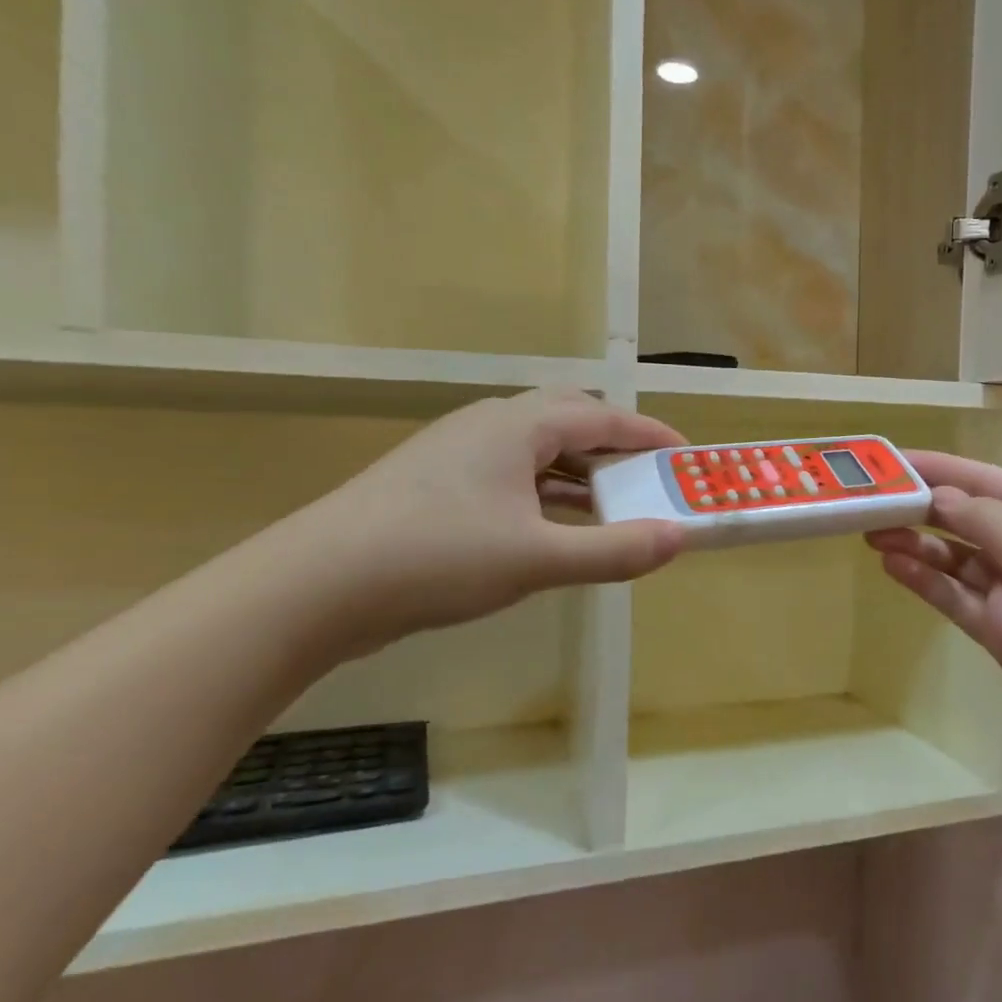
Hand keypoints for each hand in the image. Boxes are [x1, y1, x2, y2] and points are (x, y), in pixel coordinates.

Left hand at [292, 389, 685, 655]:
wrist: (315, 586)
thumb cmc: (437, 558)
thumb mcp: (537, 559)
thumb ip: (613, 550)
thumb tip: (678, 538)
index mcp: (516, 426)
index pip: (601, 415)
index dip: (649, 434)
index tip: (686, 456)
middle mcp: (487, 426)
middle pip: (567, 420)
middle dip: (614, 447)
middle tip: (649, 478)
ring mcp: (456, 453)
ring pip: (535, 450)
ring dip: (579, 473)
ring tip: (613, 506)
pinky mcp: (435, 485)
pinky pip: (509, 476)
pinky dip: (545, 493)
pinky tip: (553, 528)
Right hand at [867, 453, 1001, 775]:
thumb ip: (984, 520)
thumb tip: (939, 496)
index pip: (985, 480)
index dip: (938, 468)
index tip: (889, 461)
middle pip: (968, 519)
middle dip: (921, 508)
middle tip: (868, 503)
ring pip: (957, 561)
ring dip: (918, 546)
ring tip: (871, 534)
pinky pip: (958, 600)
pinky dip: (927, 583)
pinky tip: (894, 568)